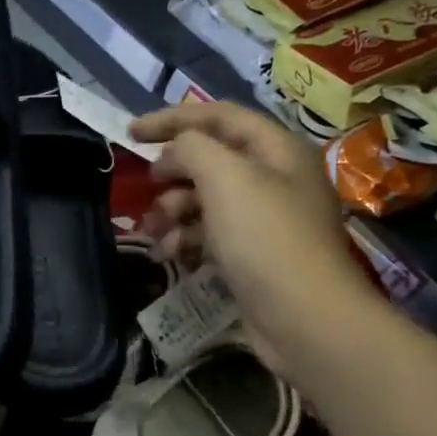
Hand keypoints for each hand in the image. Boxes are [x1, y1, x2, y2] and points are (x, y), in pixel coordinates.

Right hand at [130, 102, 381, 373]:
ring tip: (153, 230)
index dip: (173, 119)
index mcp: (276, 149)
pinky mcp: (254, 256)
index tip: (131, 133)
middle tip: (146, 185)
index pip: (219, 116)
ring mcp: (266, 220)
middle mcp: (275, 178)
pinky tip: (169, 254)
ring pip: (207, 199)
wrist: (305, 319)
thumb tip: (174, 153)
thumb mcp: (225, 177)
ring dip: (173, 210)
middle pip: (211, 159)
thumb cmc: (265, 238)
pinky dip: (187, 239)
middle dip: (173, 171)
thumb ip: (191, 148)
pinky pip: (212, 234)